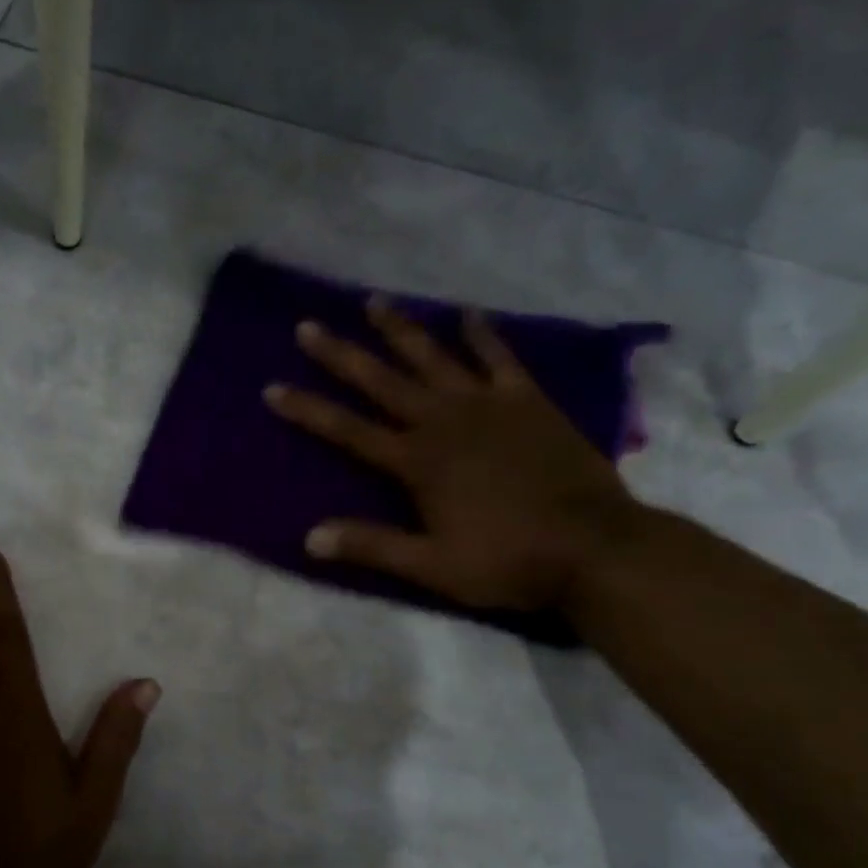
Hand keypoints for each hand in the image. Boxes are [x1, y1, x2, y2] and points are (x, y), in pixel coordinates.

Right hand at [264, 300, 640, 612]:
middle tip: (307, 326)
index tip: (273, 388)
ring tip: (373, 301)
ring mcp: (488, 405)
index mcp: (417, 462)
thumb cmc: (508, 560)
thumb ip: (372, 546)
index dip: (308, 410)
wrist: (595, 548)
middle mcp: (444, 422)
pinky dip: (482, 334)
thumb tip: (309, 538)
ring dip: (401, 329)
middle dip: (341, 355)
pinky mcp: (528, 401)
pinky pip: (499, 358)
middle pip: (382, 381)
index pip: (348, 430)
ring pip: (433, 358)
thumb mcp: (432, 566)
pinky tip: (467, 313)